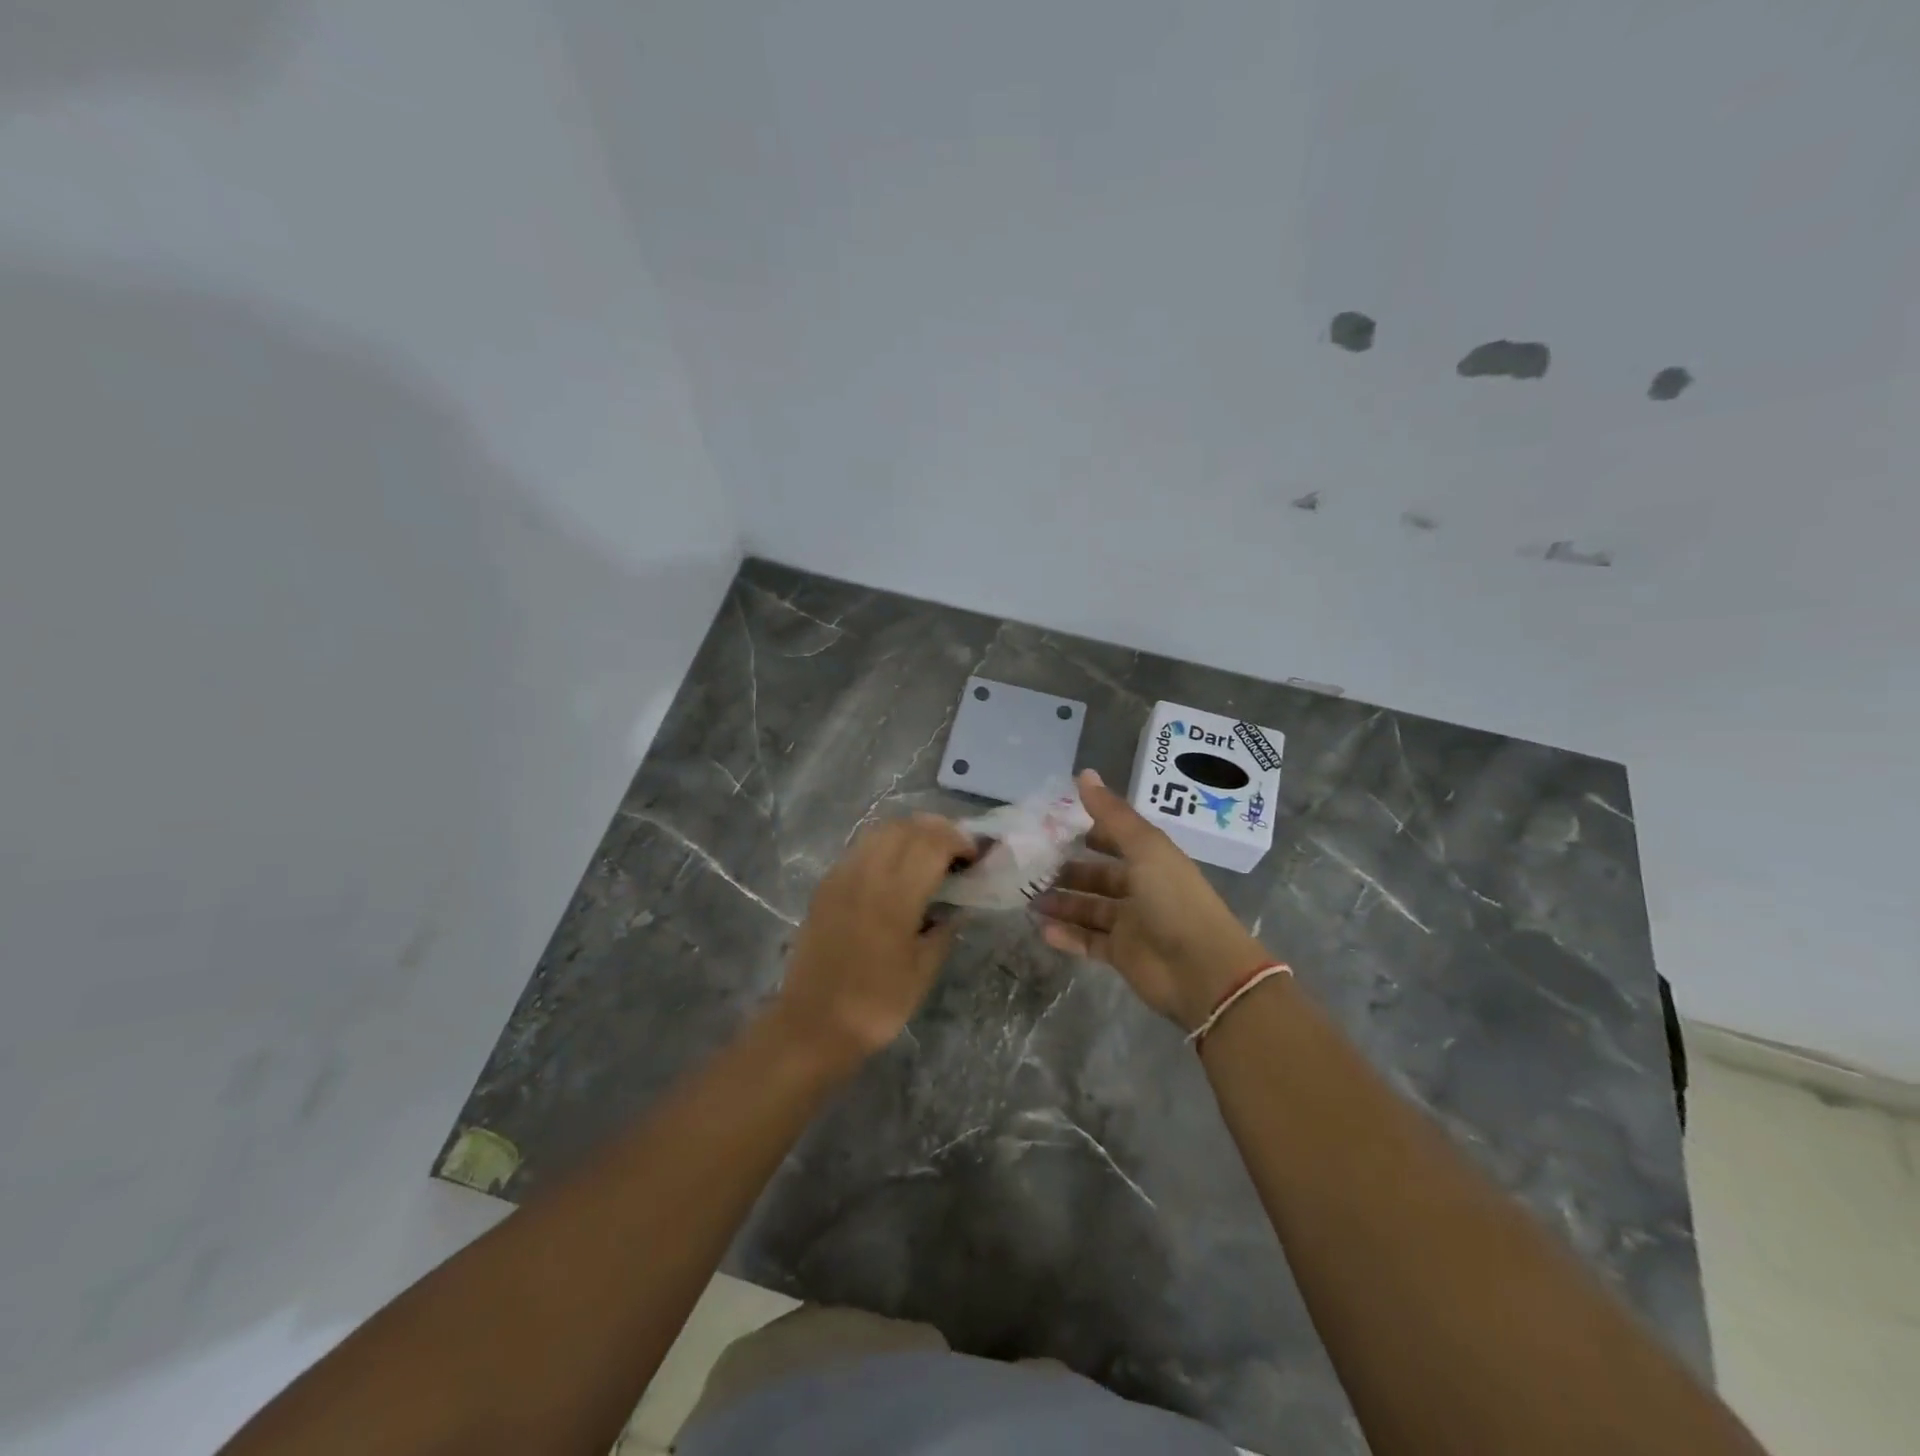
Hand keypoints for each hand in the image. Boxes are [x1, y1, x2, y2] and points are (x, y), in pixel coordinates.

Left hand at [777, 814, 977, 1062]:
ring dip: (909, 832)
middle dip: (937, 830)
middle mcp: (867, 875)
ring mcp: (841, 876)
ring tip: (927, 854)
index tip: (975, 856)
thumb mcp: (922, 972)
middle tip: (956, 850)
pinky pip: (859, 848)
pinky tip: (894, 869)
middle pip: (906, 827)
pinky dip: (884, 845)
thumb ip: (943, 931)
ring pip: (880, 831)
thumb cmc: (876, 1004)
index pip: (932, 843)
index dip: (959, 840)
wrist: (812, 1024)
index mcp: (895, 896)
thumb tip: (958, 908)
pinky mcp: (825, 886)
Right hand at [1035, 770, 1271, 1030]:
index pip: (1115, 840)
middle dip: (1067, 871)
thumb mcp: (1145, 849)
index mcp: (1151, 860)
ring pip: (1089, 909)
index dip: (1088, 831)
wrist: (1203, 971)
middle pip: (1098, 876)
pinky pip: (1088, 942)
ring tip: (1028, 899)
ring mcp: (1131, 924)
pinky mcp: (1122, 956)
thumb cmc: (1174, 900)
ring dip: (1061, 903)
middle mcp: (1141, 889)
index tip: (1051, 826)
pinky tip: (1041, 929)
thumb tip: (1083, 773)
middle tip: (1030, 866)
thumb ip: (1112, 814)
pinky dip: (1066, 936)